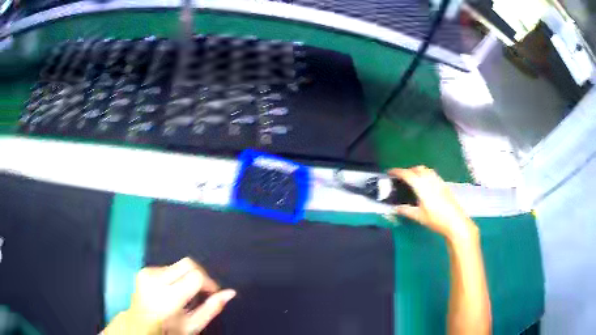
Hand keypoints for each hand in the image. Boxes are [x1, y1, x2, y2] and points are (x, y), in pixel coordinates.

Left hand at [104, 257, 235, 334]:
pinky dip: (176, 276)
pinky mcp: (144, 269)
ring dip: (187, 277)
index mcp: (167, 297)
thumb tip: (231, 292)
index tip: (212, 293)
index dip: (209, 283)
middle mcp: (155, 279)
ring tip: (185, 294)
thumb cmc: (169, 329)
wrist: (140, 324)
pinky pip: (168, 266)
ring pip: (179, 264)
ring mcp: (147, 272)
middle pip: (188, 263)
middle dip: (200, 275)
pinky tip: (172, 290)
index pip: (195, 276)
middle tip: (203, 292)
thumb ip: (212, 308)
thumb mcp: (193, 325)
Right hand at [388, 166, 475, 239]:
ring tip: (413, 180)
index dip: (397, 171)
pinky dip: (425, 175)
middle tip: (401, 178)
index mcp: (422, 186)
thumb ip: (406, 210)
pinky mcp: (444, 185)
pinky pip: (432, 174)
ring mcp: (439, 181)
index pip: (407, 174)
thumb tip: (396, 208)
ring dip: (417, 171)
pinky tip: (425, 185)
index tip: (390, 172)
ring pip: (426, 170)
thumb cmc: (436, 219)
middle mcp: (430, 180)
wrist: (455, 221)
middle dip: (408, 170)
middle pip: (417, 168)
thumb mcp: (419, 216)